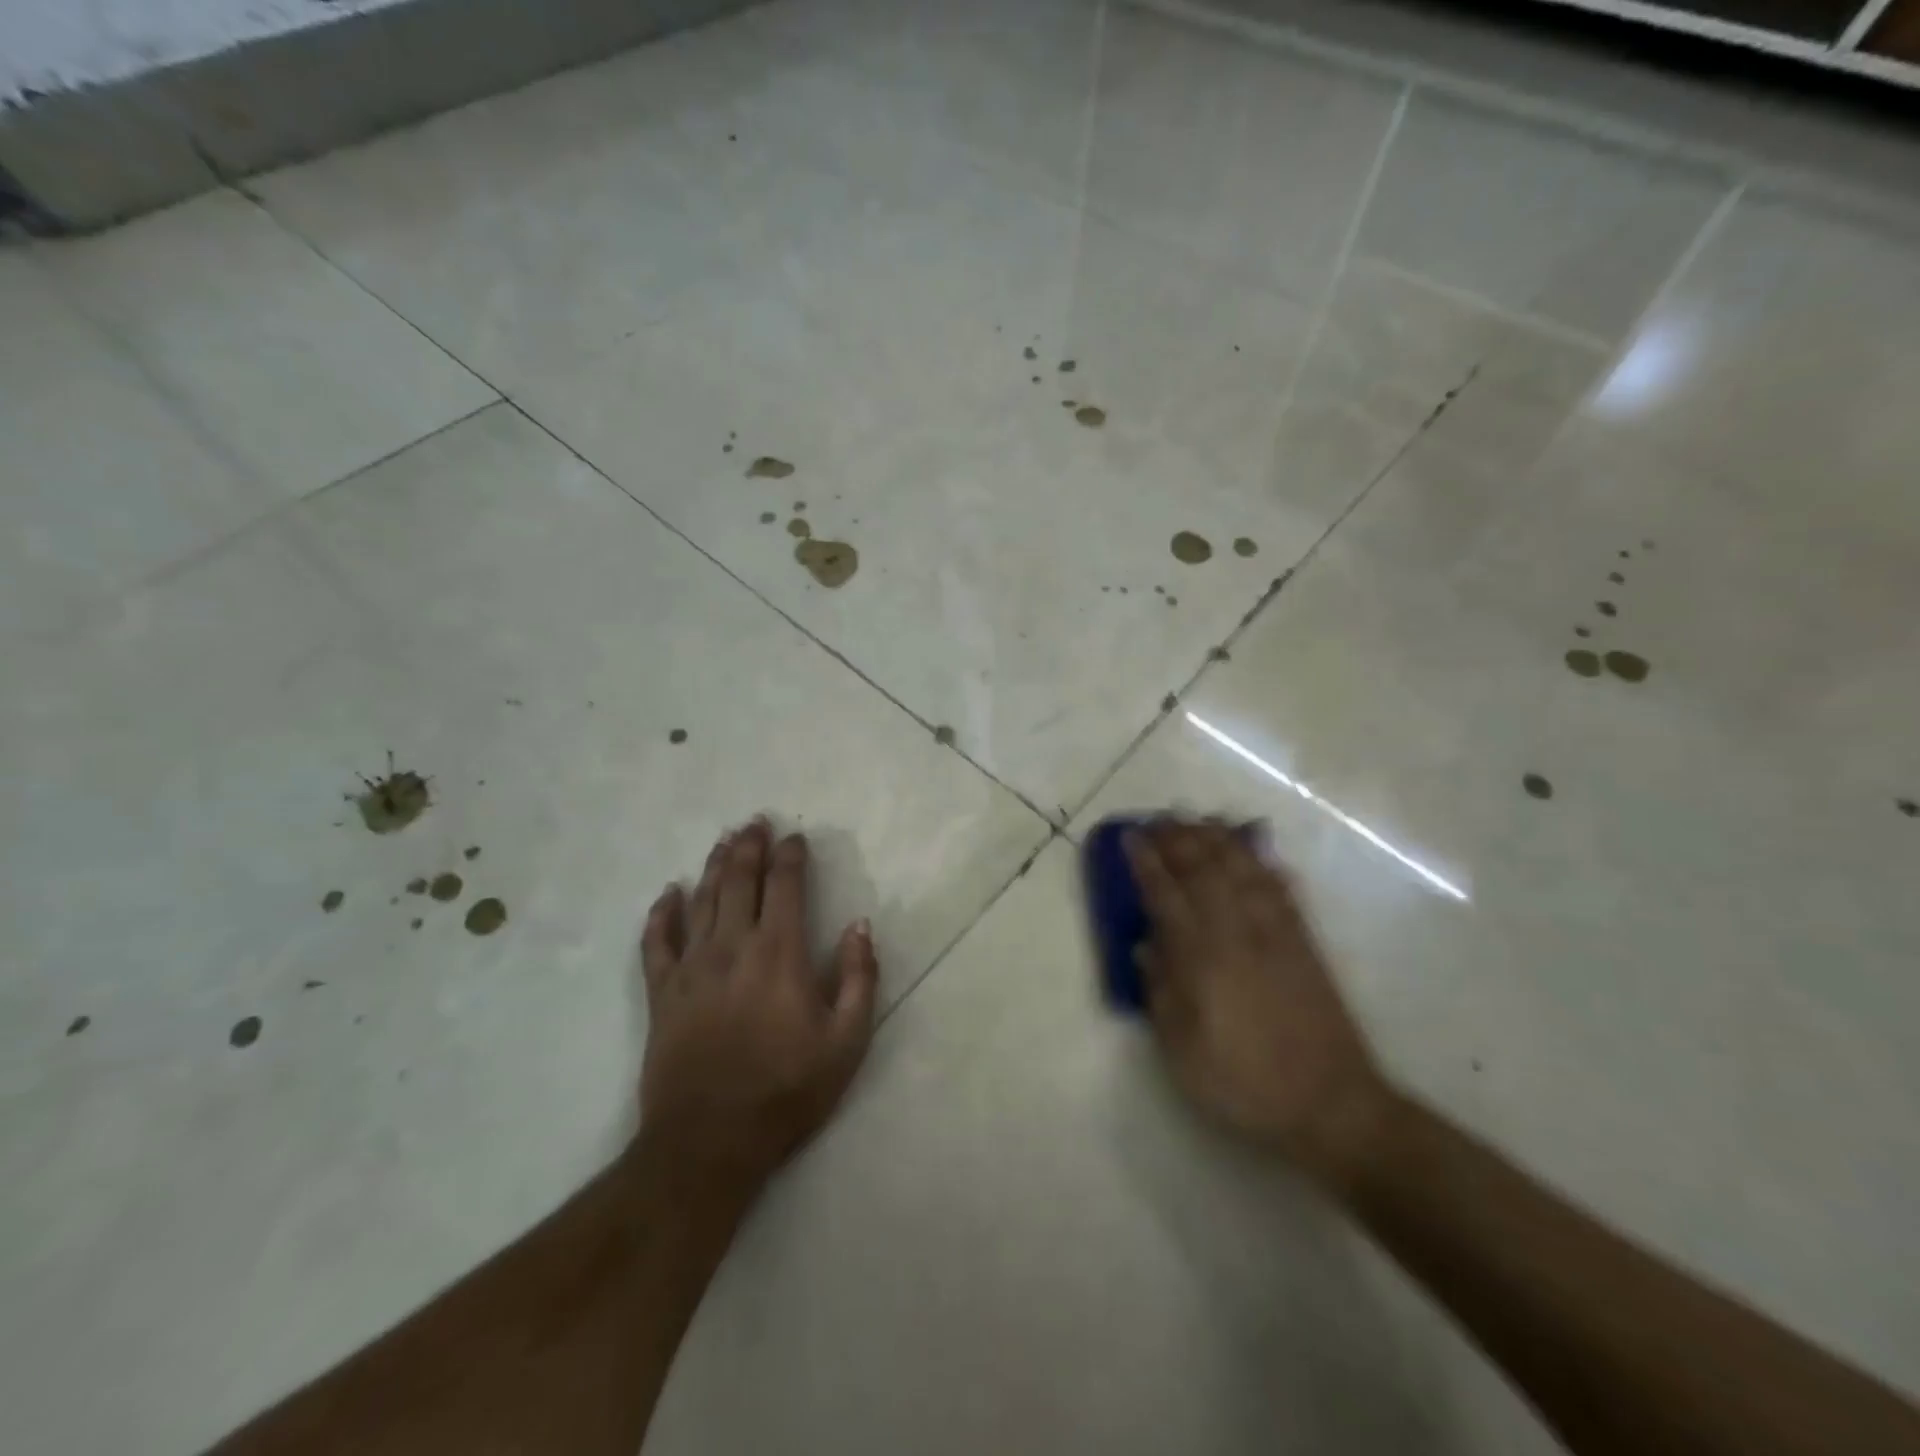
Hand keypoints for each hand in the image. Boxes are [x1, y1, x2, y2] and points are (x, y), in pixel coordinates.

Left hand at [638, 818, 878, 1203]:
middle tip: (755, 822)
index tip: (795, 837)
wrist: (709, 1141)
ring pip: (701, 900)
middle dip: (750, 846)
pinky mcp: (662, 993)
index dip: (791, 856)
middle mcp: (732, 946)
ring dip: (714, 866)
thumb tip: (859, 925)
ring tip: (724, 841)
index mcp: (779, 952)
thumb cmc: (787, 1089)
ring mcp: (691, 967)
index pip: (785, 885)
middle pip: (739, 880)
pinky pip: (656, 941)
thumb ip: (859, 977)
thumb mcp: (847, 1041)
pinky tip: (668, 893)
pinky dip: (662, 913)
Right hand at [1125, 819, 1391, 1182]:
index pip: (1168, 897)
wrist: (1333, 1107)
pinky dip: (1266, 862)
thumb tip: (1146, 945)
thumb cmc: (1245, 1085)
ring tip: (1200, 818)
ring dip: (1219, 839)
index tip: (1131, 838)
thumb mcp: (1184, 1054)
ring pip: (1244, 871)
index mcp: (1204, 961)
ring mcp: (1277, 936)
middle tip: (1159, 818)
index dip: (1147, 864)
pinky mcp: (1306, 944)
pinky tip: (1257, 847)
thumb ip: (1161, 994)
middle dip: (1179, 839)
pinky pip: (1283, 890)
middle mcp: (1239, 936)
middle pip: (1206, 871)